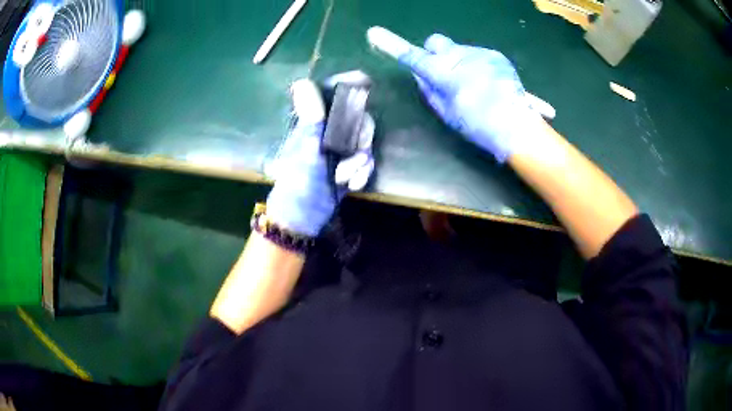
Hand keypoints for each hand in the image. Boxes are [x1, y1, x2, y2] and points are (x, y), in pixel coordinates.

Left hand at [265, 79, 374, 236]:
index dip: (350, 85)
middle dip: (360, 138)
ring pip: (364, 140)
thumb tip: (302, 82)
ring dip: (360, 161)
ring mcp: (338, 147)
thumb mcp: (306, 150)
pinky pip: (366, 159)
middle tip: (353, 153)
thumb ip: (311, 118)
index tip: (367, 84)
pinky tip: (352, 185)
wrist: (304, 217)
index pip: (332, 92)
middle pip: (358, 117)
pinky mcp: (348, 163)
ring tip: (344, 177)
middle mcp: (327, 129)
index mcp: (313, 121)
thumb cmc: (299, 182)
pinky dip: (362, 172)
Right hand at [397, 34, 544, 162]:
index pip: (413, 56)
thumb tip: (421, 74)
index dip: (392, 46)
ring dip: (459, 62)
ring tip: (475, 86)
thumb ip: (429, 90)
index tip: (374, 33)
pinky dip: (477, 65)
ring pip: (459, 50)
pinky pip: (477, 55)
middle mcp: (459, 55)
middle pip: (436, 42)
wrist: (517, 125)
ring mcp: (479, 53)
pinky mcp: (496, 55)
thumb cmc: (477, 125)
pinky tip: (489, 83)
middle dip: (435, 53)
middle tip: (443, 73)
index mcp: (443, 73)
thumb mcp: (446, 113)